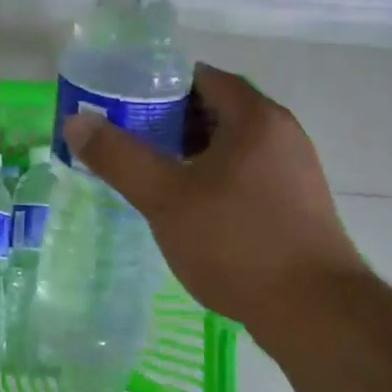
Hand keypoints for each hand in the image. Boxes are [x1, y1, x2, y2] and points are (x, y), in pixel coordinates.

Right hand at [62, 63, 368, 348]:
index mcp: (255, 117)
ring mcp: (295, 170)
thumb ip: (118, 157)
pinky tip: (190, 208)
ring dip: (191, 153)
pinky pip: (247, 173)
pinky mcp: (297, 204)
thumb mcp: (165, 197)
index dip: (160, 85)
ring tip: (152, 174)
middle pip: (217, 109)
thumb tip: (76, 122)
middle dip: (170, 121)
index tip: (124, 104)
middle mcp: (282, 133)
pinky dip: (214, 177)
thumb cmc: (236, 242)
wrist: (315, 313)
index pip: (202, 78)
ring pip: (232, 145)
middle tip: (129, 141)